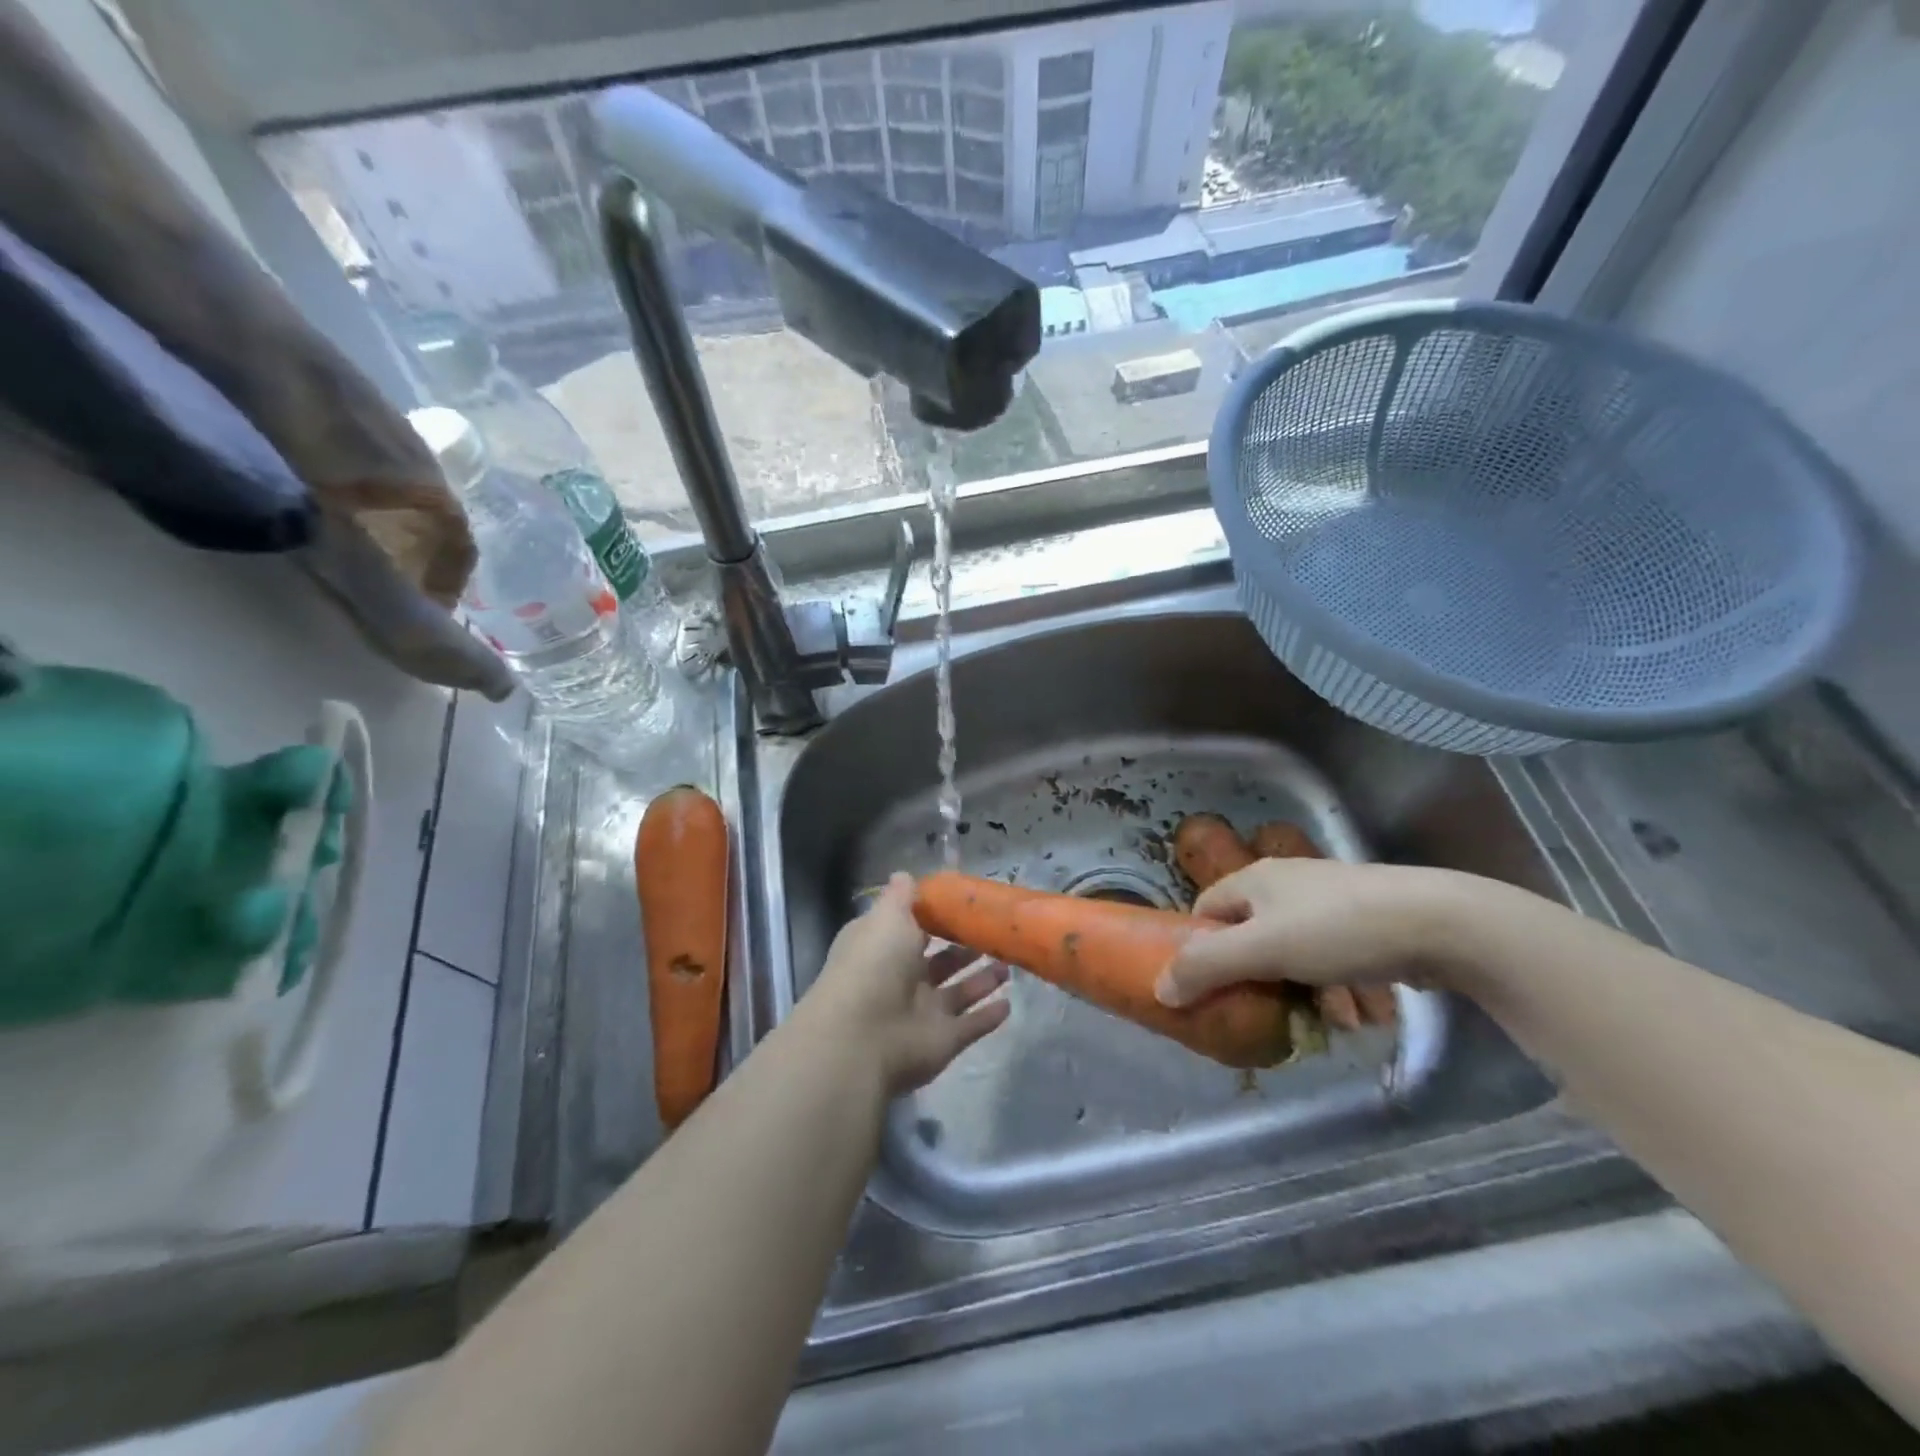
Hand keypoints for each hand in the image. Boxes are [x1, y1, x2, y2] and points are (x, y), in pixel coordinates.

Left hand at [799, 874, 1010, 1095]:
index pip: (912, 928)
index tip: (965, 904)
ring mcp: (923, 1013)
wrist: (862, 1037)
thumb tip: (905, 874)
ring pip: (959, 992)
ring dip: (983, 980)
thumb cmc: (874, 965)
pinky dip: (988, 1016)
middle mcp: (902, 979)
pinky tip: (1010, 1003)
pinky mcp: (942, 1041)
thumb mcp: (887, 917)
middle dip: (966, 949)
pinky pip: (971, 1026)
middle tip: (996, 933)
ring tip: (1010, 964)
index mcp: (884, 947)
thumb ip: (901, 897)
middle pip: (940, 961)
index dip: (936, 917)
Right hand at [1155, 858, 1466, 1008]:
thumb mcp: (1262, 949)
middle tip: (1262, 1011)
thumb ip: (1207, 967)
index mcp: (1254, 879)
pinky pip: (1331, 956)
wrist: (1441, 922)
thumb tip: (1160, 990)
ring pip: (1293, 951)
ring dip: (1299, 989)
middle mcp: (1287, 884)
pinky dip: (1334, 985)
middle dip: (1255, 977)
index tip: (1207, 987)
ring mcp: (1329, 901)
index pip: (1205, 911)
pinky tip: (1353, 1013)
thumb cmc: (1338, 929)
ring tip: (1318, 1021)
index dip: (1199, 948)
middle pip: (1249, 934)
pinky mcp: (1365, 921)